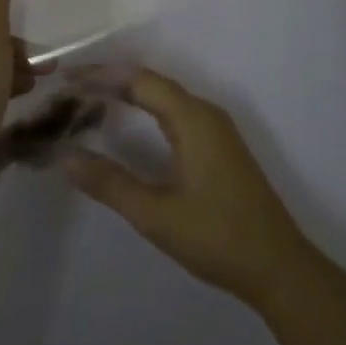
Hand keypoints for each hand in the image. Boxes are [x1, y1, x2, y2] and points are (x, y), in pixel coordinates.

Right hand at [64, 68, 319, 308]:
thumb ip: (110, 184)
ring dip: (128, 94)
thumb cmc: (218, 238)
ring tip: (91, 101)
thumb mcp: (156, 215)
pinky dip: (146, 109)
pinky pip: (175, 111)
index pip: (139, 80)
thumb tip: (65, 157)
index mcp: (192, 118)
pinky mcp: (219, 146)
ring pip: (165, 96)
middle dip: (110, 81)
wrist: (281, 269)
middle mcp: (205, 113)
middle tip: (71, 89)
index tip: (66, 79)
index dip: (100, 75)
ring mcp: (216, 129)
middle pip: (151, 82)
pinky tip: (129, 125)